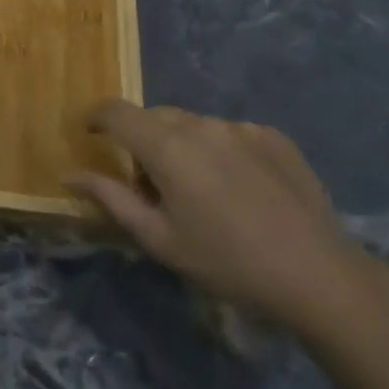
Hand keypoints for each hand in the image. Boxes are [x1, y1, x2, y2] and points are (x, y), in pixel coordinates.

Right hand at [66, 100, 368, 327]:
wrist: (318, 276)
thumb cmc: (225, 262)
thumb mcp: (158, 238)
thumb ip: (110, 198)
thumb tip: (70, 175)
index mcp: (166, 146)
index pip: (116, 111)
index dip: (95, 117)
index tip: (89, 133)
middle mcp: (201, 125)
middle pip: (155, 117)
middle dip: (141, 140)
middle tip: (150, 184)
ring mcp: (241, 128)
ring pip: (193, 125)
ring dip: (182, 145)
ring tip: (200, 190)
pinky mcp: (273, 137)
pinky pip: (229, 133)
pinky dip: (219, 150)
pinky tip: (237, 188)